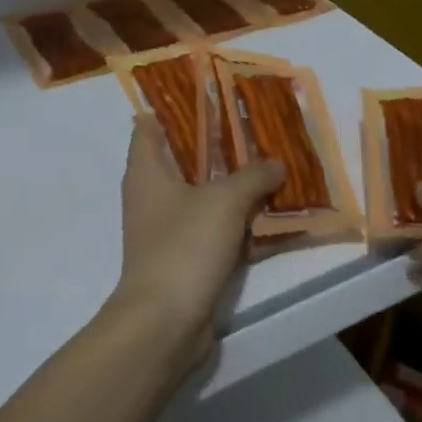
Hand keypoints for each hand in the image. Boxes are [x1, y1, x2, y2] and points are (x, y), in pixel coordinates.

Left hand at [105, 114, 284, 371]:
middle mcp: (151, 195)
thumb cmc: (184, 247)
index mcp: (147, 171)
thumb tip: (275, 163)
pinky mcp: (184, 258)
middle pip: (183, 159)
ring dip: (233, 185)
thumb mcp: (224, 202)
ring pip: (203, 195)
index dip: (176, 107)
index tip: (211, 97)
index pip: (150, 125)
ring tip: (272, 167)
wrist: (165, 323)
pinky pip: (214, 229)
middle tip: (256, 131)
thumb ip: (252, 176)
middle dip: (219, 146)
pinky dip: (237, 222)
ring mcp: (167, 229)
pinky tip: (270, 216)